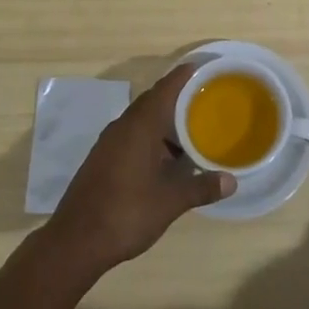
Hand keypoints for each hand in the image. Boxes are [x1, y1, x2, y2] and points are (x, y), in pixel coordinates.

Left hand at [45, 65, 233, 276]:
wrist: (76, 241)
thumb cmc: (127, 212)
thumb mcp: (170, 201)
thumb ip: (201, 187)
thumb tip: (232, 181)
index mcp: (139, 125)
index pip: (165, 89)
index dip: (183, 76)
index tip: (202, 67)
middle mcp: (122, 126)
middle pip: (153, 102)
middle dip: (177, 99)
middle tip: (204, 101)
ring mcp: (109, 143)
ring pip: (141, 121)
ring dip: (164, 123)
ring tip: (191, 131)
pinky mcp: (102, 159)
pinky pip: (132, 136)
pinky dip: (151, 138)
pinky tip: (166, 158)